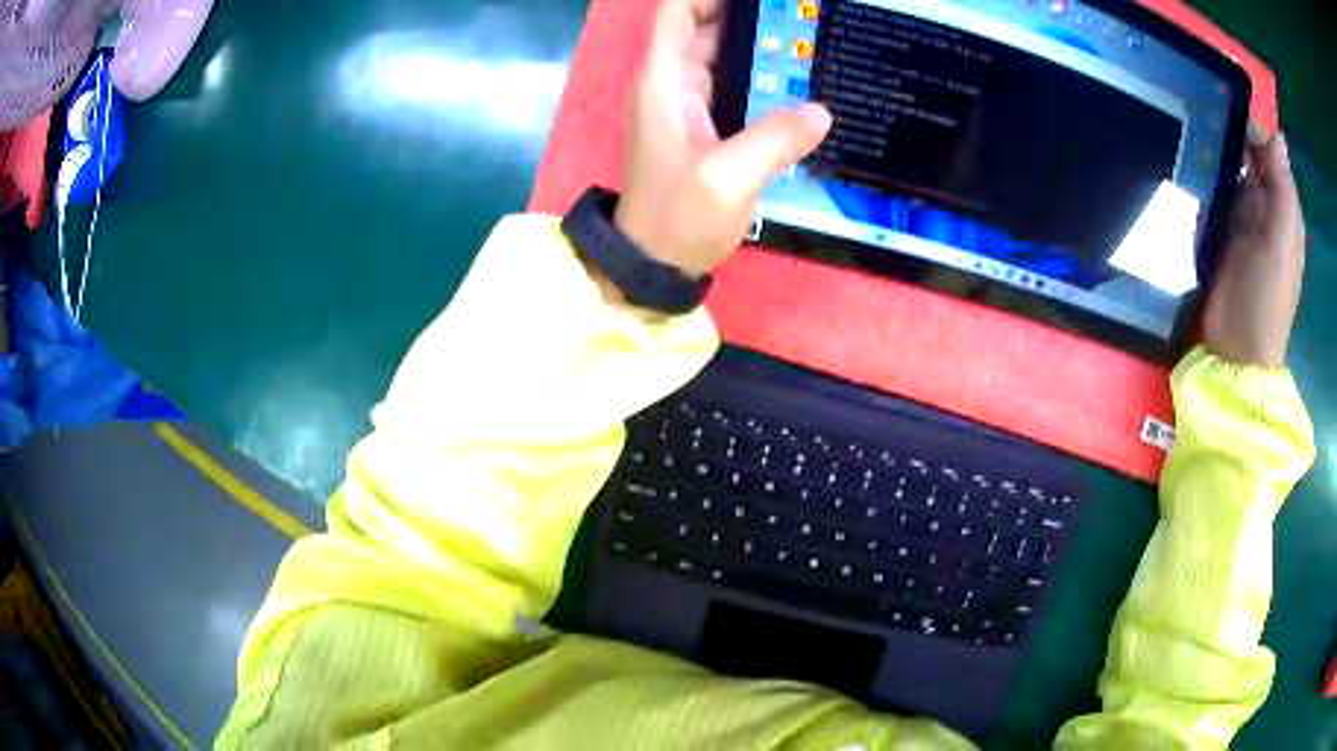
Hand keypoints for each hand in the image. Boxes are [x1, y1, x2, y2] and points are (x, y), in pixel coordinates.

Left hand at [614, 0, 831, 276]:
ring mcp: (690, 103)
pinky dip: (765, 74)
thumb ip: (774, 139)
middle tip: (801, 15)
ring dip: (762, 42)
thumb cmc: (678, 217)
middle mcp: (673, 82)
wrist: (656, 261)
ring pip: (725, 53)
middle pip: (707, 25)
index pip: (678, 11)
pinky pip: (737, 83)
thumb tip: (820, 112)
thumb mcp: (728, 178)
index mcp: (664, 80)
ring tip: (809, 36)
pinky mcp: (707, 124)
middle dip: (751, 14)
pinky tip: (801, 78)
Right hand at [1203, 128, 1305, 367]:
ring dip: (1217, 154)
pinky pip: (1215, 190)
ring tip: (1194, 140)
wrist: (1236, 348)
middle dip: (1232, 136)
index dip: (1254, 130)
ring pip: (1231, 168)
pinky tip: (1192, 169)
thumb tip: (1278, 138)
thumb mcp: (1282, 242)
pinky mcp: (1221, 229)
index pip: (1270, 152)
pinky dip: (1206, 177)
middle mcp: (1266, 207)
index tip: (1230, 119)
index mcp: (1285, 208)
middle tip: (1207, 125)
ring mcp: (1243, 218)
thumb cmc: (1266, 297)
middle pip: (1250, 155)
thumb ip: (1283, 190)